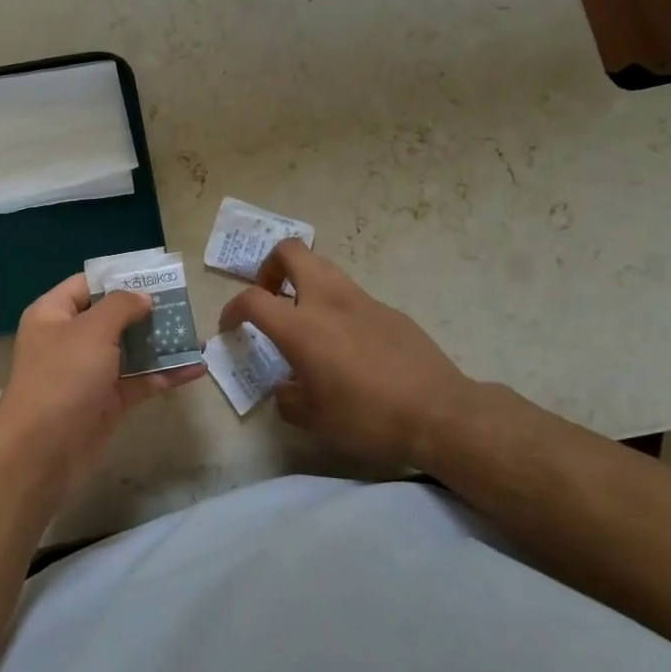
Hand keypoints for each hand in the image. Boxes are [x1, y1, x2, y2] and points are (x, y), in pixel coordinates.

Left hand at [0, 273, 205, 502]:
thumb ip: (121, 306)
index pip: (87, 285)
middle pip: (112, 318)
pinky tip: (196, 369)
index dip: (119, 278)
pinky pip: (139, 381)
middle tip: (184, 305)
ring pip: (130, 351)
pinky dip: (164, 375)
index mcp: (53, 315)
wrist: (42, 453)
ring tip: (198, 335)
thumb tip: (142, 296)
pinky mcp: (106, 403)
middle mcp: (69, 340)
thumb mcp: (92, 330)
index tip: (156, 277)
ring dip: (161, 344)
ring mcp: (88, 373)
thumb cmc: (63, 378)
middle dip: (148, 312)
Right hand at [218, 240, 484, 471]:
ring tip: (304, 316)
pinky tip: (346, 343)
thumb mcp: (314, 419)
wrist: (439, 413)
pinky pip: (351, 294)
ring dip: (303, 281)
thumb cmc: (367, 418)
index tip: (231, 327)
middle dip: (269, 266)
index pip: (251, 299)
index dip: (232, 309)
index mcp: (301, 327)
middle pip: (290, 251)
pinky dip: (336, 306)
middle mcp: (327, 301)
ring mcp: (361, 300)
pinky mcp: (388, 309)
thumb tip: (286, 387)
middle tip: (270, 296)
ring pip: (323, 266)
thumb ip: (288, 398)